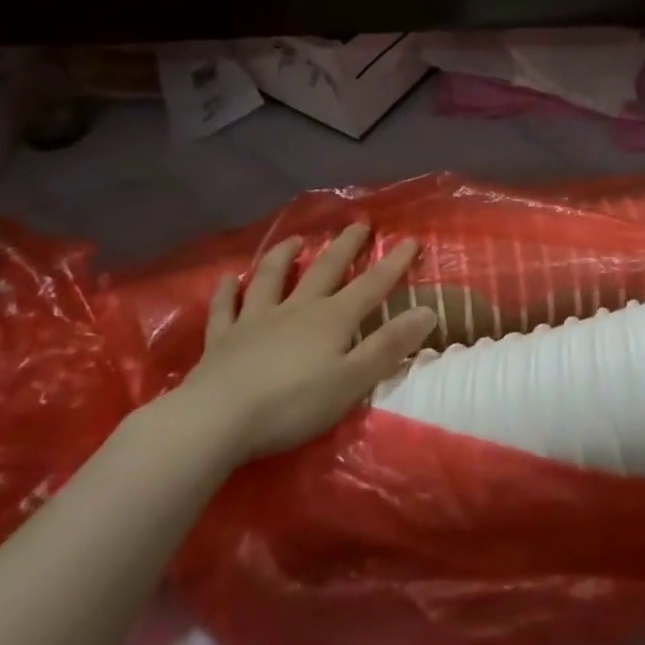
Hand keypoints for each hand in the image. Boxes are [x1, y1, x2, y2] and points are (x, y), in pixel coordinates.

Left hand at [176, 223, 436, 466]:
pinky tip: (228, 280)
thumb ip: (389, 346)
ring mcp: (256, 321)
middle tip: (358, 225)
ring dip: (284, 257)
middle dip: (345, 247)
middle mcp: (297, 309)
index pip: (372, 285)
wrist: (216, 420)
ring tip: (295, 240)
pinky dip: (227, 292)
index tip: (411, 240)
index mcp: (332, 319)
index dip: (394, 263)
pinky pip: (225, 309)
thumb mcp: (352, 381)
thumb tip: (427, 312)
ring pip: (271, 279)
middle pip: (325, 270)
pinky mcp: (222, 340)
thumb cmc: (292, 404)